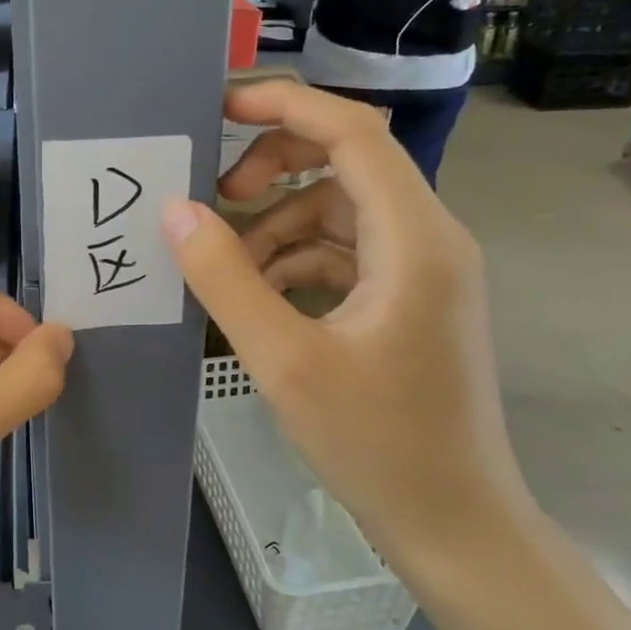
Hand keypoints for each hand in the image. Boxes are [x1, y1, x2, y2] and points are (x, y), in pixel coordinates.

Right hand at [162, 80, 534, 566]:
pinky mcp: (410, 300)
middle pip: (347, 163)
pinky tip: (261, 297)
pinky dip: (298, 260)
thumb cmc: (376, 444)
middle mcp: (429, 239)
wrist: (455, 523)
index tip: (219, 107)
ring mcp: (423, 271)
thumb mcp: (285, 359)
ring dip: (279, 225)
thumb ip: (226, 278)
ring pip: (340, 211)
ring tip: (229, 266)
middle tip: (216, 198)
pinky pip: (347, 252)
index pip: (353, 133)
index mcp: (414, 239)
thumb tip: (175, 211)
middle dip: (274, 169)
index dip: (285, 106)